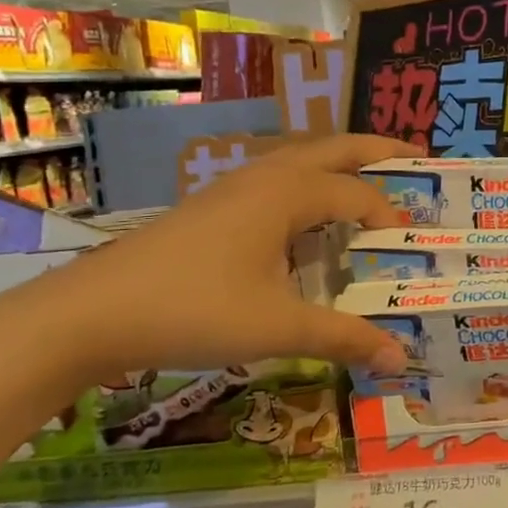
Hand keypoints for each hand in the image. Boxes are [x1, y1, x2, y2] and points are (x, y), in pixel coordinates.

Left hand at [23, 134, 411, 384]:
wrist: (91, 313)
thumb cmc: (194, 310)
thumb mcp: (278, 328)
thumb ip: (344, 337)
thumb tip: (400, 358)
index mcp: (287, 193)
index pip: (357, 195)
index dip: (390, 216)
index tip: (411, 248)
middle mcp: (265, 177)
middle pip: (334, 149)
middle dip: (377, 151)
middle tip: (417, 157)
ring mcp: (233, 188)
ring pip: (299, 161)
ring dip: (338, 164)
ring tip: (366, 181)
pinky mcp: (211, 207)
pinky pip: (275, 182)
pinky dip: (306, 186)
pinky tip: (302, 221)